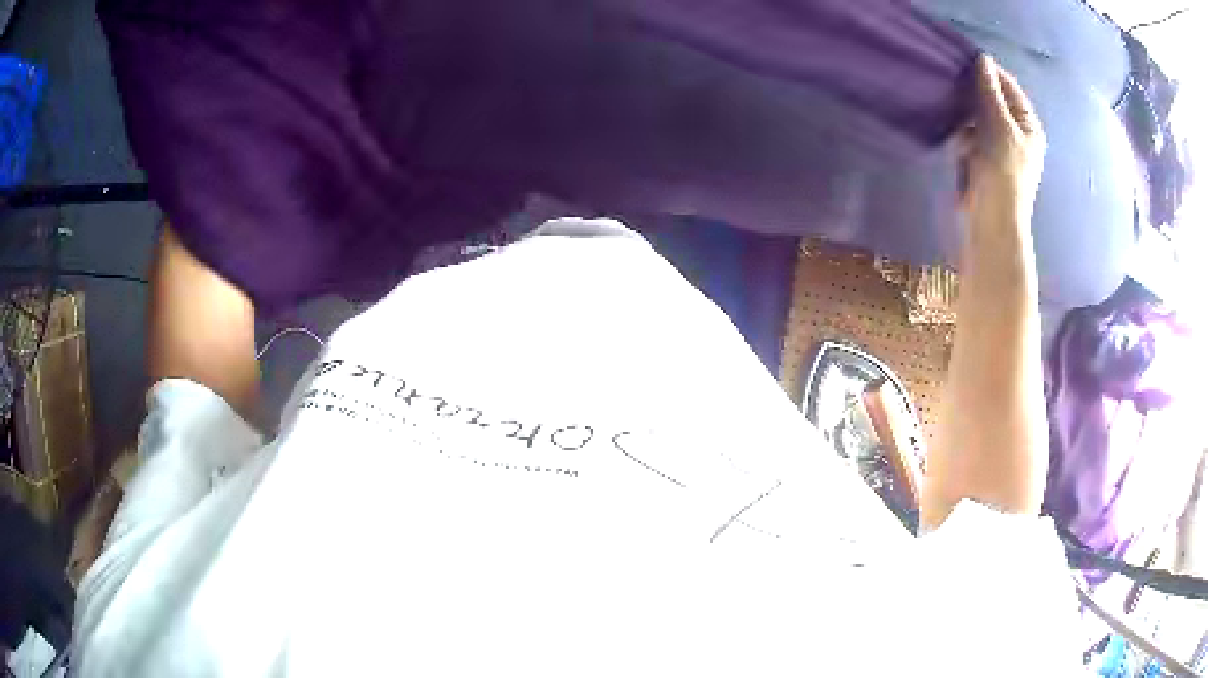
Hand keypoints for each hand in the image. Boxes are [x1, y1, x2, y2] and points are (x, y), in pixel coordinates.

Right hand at [960, 55, 1046, 222]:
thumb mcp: (998, 124)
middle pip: (992, 102)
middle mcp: (1017, 135)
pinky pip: (971, 139)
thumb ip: (989, 90)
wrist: (992, 221)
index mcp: (1029, 126)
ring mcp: (1000, 149)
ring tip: (963, 134)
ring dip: (967, 123)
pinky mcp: (984, 163)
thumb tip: (982, 58)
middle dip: (974, 100)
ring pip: (978, 119)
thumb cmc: (1002, 170)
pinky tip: (961, 152)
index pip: (1009, 87)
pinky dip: (964, 141)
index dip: (989, 73)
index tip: (965, 61)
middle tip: (958, 94)